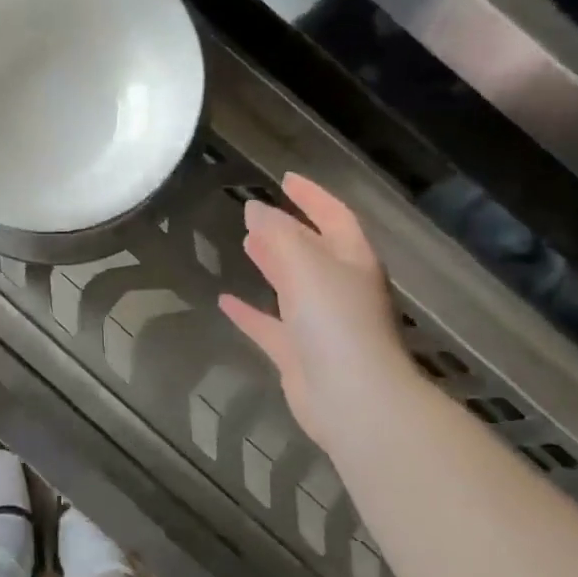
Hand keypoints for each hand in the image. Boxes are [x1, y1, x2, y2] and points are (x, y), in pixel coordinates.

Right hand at [219, 174, 420, 451]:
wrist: (350, 397)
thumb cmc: (335, 321)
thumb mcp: (305, 264)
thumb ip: (278, 233)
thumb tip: (255, 210)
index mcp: (353, 261)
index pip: (334, 216)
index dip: (312, 196)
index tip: (285, 179)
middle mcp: (340, 288)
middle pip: (312, 250)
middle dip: (287, 230)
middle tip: (255, 214)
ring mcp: (321, 324)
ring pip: (292, 285)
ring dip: (271, 263)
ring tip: (245, 244)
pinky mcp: (299, 354)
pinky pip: (270, 325)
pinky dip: (250, 311)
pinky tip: (225, 301)